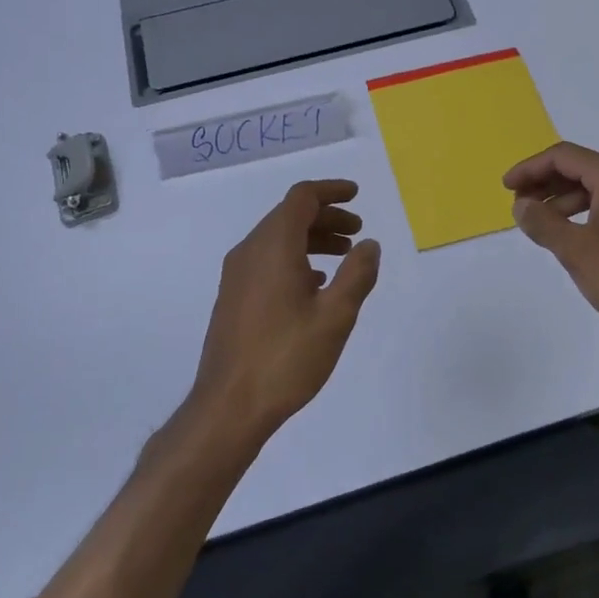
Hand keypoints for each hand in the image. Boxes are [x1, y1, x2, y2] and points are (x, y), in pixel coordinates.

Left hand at [190, 180, 381, 447]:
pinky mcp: (233, 297)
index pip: (302, 198)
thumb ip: (357, 274)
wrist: (229, 406)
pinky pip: (267, 261)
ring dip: (312, 239)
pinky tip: (315, 285)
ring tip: (344, 256)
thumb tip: (370, 244)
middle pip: (289, 216)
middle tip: (358, 232)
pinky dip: (295, 259)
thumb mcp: (335, 316)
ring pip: (278, 239)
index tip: (356, 195)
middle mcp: (250, 251)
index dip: (331, 191)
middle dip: (326, 217)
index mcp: (273, 246)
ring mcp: (237, 275)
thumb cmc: (286, 358)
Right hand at [503, 142, 598, 349]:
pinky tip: (573, 237)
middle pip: (583, 169)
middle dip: (546, 183)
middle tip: (519, 205)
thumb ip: (543, 223)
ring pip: (598, 190)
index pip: (565, 156)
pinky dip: (586, 214)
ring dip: (564, 200)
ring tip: (541, 224)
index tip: (506, 187)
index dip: (530, 168)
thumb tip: (521, 205)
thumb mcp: (576, 250)